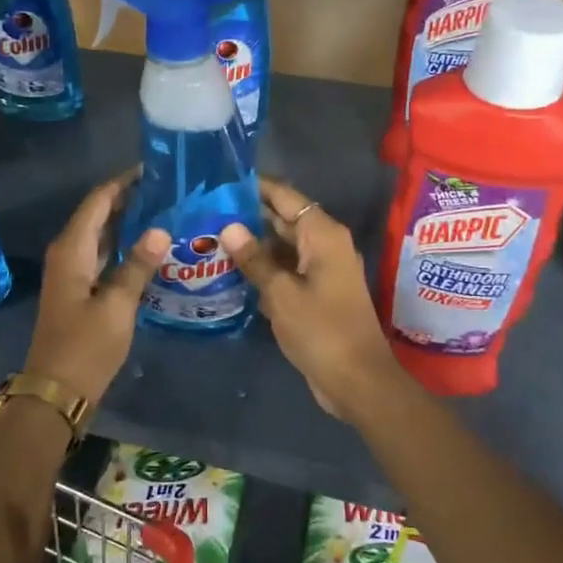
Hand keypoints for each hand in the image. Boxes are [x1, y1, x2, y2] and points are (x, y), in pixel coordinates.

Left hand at [21, 170, 168, 407]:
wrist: (56, 391)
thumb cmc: (86, 347)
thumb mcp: (117, 306)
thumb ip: (138, 265)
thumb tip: (161, 229)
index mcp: (72, 249)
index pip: (99, 200)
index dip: (124, 182)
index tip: (155, 168)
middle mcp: (68, 252)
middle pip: (99, 213)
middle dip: (130, 199)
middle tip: (168, 189)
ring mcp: (72, 272)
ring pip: (101, 234)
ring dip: (128, 222)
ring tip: (165, 211)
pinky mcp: (79, 289)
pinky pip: (102, 255)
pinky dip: (123, 246)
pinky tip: (150, 248)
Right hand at [221, 177, 406, 422]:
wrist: (357, 381)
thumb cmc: (322, 331)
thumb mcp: (281, 294)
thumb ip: (255, 259)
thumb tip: (229, 227)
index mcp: (323, 235)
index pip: (286, 197)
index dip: (256, 187)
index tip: (221, 181)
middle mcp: (324, 245)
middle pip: (283, 219)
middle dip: (247, 215)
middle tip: (205, 210)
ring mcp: (320, 270)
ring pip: (281, 246)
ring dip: (252, 244)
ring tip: (209, 236)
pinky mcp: (315, 293)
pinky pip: (285, 269)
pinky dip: (262, 268)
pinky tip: (229, 270)